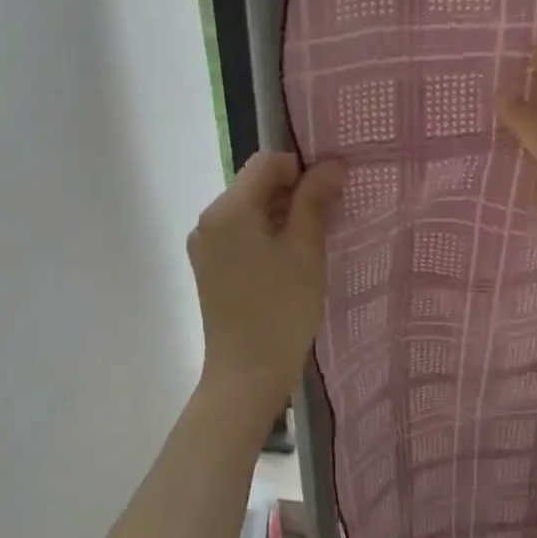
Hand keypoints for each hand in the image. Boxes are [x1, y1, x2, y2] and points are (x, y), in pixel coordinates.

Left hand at [188, 151, 343, 419]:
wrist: (247, 374)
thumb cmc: (281, 310)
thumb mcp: (306, 251)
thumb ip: (315, 201)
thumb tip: (331, 164)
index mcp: (229, 209)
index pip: (267, 163)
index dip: (302, 169)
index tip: (330, 193)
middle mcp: (209, 220)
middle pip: (256, 185)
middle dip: (294, 193)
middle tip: (329, 219)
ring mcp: (205, 244)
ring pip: (250, 210)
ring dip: (282, 215)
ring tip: (312, 243)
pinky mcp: (209, 266)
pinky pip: (241, 234)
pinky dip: (267, 235)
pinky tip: (289, 261)